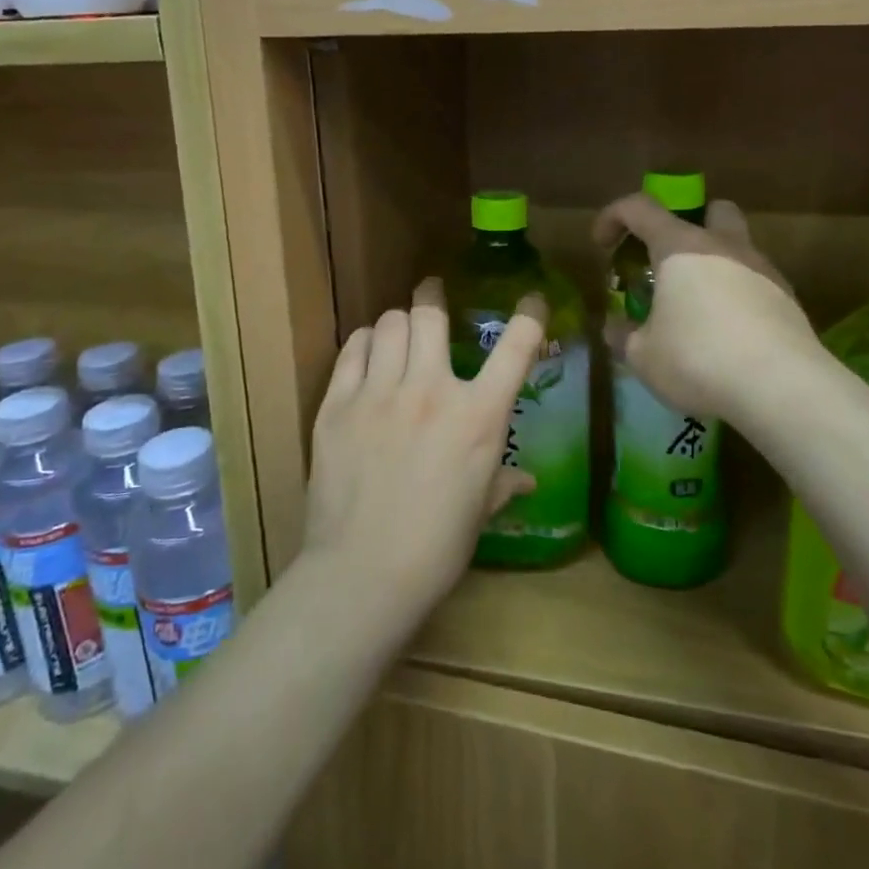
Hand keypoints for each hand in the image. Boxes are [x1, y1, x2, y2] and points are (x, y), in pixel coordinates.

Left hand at [302, 278, 544, 629]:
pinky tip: (367, 353)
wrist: (362, 574)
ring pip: (388, 324)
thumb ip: (503, 482)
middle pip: (430, 313)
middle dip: (433, 295)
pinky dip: (364, 342)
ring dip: (398, 322)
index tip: (531, 301)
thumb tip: (528, 481)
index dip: (530, 315)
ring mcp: (379, 393)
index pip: (515, 347)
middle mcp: (431, 389)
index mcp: (477, 415)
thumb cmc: (437, 546)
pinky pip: (352, 350)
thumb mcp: (480, 510)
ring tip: (398, 332)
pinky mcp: (337, 405)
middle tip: (432, 294)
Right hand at [593, 194, 821, 428]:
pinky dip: (739, 297)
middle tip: (669, 262)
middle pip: (710, 209)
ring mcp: (762, 269)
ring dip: (716, 265)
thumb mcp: (643, 356)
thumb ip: (624, 336)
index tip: (602, 245)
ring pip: (738, 246)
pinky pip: (756, 283)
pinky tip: (730, 334)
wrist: (782, 386)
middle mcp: (723, 245)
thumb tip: (614, 327)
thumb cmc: (697, 359)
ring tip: (698, 309)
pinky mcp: (788, 299)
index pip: (639, 208)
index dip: (613, 217)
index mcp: (680, 246)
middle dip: (688, 225)